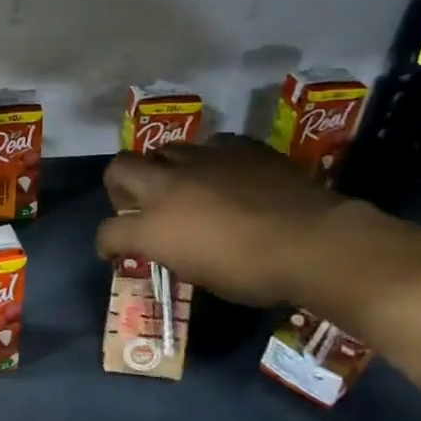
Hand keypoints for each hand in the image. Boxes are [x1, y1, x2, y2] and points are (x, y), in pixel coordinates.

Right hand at [95, 136, 352, 306]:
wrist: (314, 242)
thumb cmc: (254, 274)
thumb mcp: (201, 274)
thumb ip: (174, 252)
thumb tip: (172, 245)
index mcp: (154, 227)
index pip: (109, 231)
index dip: (106, 243)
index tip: (113, 251)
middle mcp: (167, 185)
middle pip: (120, 167)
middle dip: (118, 185)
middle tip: (136, 203)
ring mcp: (202, 160)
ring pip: (165, 150)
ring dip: (164, 168)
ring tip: (183, 185)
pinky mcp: (238, 147)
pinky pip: (211, 146)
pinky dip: (208, 161)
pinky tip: (225, 175)